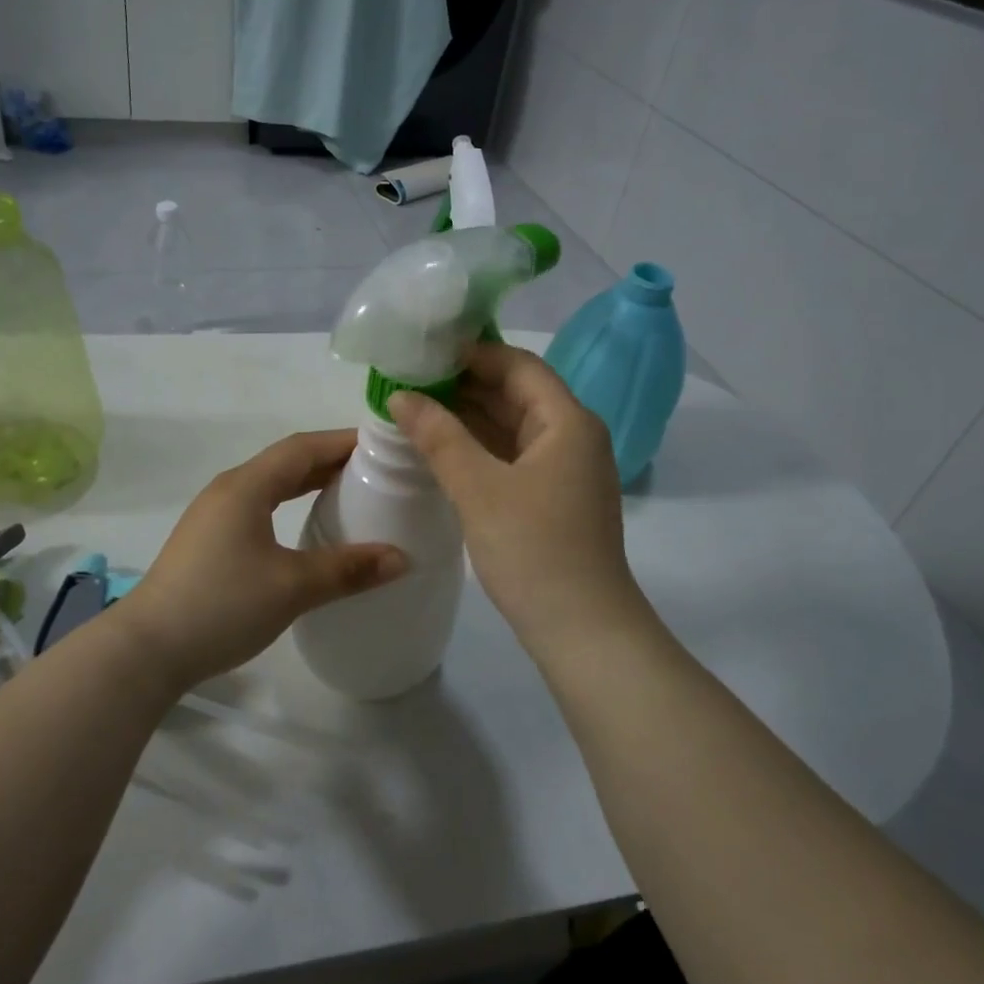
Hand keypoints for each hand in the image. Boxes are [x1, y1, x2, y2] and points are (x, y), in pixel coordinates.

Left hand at [116, 430, 407, 693]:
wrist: (146, 650)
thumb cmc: (221, 606)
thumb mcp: (292, 587)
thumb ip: (347, 569)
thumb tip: (402, 558)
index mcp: (246, 486)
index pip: (303, 447)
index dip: (343, 441)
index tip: (383, 445)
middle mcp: (229, 490)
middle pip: (287, 461)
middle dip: (331, 460)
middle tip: (376, 469)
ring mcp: (214, 515)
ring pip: (271, 484)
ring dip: (309, 482)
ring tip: (349, 492)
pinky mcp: (209, 540)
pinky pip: (259, 506)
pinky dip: (290, 504)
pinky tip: (306, 526)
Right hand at [389, 344, 641, 649]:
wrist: (583, 630)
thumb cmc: (534, 550)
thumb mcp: (479, 488)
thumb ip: (439, 436)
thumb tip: (400, 395)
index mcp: (567, 421)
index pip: (518, 365)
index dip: (471, 353)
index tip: (423, 353)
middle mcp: (572, 436)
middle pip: (516, 393)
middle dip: (464, 385)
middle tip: (409, 381)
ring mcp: (565, 469)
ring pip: (512, 427)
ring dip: (469, 418)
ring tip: (415, 410)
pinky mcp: (554, 498)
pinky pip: (513, 456)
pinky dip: (479, 449)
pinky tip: (442, 450)